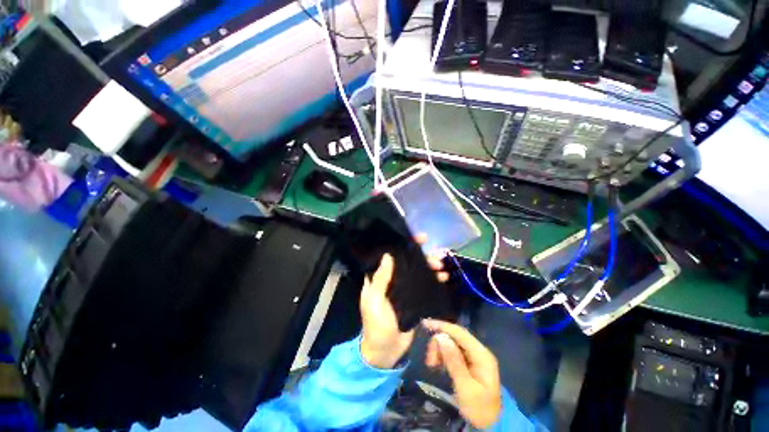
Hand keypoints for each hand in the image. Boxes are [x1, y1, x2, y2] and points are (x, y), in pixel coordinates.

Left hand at [360, 235, 447, 368]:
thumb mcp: (374, 300)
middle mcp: (391, 279)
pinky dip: (433, 279)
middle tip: (436, 256)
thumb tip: (388, 255)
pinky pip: (424, 284)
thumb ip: (381, 279)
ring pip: (417, 271)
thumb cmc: (376, 324)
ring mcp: (404, 289)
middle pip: (408, 262)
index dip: (403, 245)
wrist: (386, 351)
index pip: (391, 255)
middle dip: (422, 256)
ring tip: (441, 266)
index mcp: (379, 278)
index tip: (418, 238)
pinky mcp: (414, 299)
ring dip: (429, 267)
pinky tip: (443, 277)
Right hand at [423, 319, 501, 428]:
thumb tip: (441, 337)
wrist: (490, 424)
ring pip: (452, 343)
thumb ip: (454, 362)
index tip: (425, 324)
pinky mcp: (469, 362)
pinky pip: (452, 351)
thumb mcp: (465, 388)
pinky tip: (437, 364)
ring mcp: (474, 356)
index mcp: (482, 355)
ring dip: (439, 349)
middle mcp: (478, 351)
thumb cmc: (479, 409)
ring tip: (432, 364)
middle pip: (455, 336)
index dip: (442, 326)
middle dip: (439, 342)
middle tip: (429, 360)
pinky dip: (443, 355)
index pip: (460, 333)